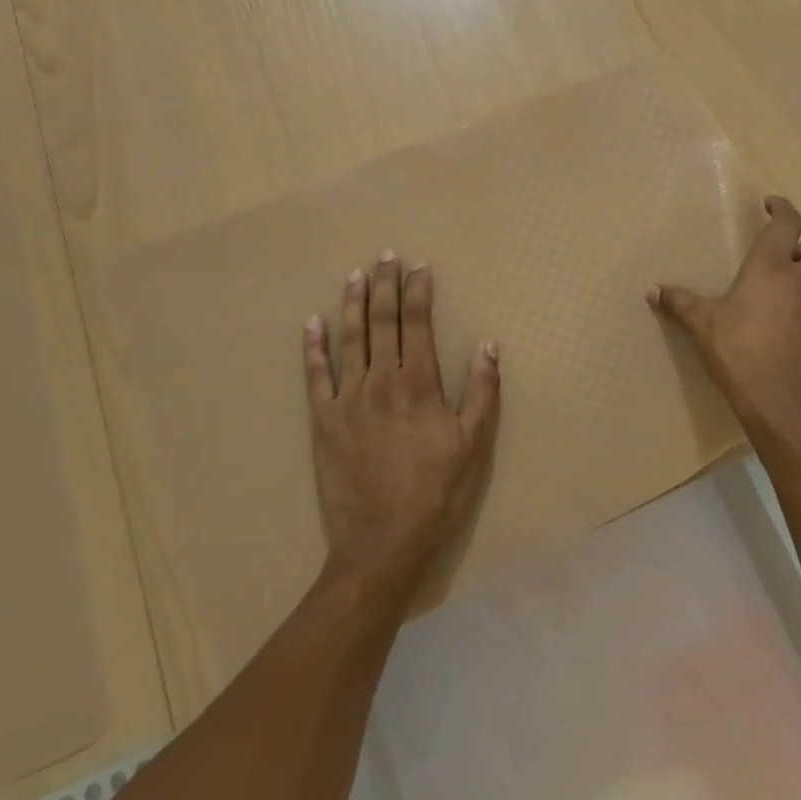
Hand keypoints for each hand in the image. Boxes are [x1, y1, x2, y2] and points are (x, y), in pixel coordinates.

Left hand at [304, 252, 500, 599]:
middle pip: (383, 322)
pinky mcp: (323, 420)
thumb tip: (488, 344)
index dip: (419, 292)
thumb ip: (483, 391)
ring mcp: (348, 399)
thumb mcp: (474, 445)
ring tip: (354, 275)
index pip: (417, 324)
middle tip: (386, 255)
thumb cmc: (436, 493)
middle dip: (386, 285)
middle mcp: (381, 381)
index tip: (420, 267)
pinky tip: (312, 323)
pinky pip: (316, 375)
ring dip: (353, 303)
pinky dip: (313, 347)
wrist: (382, 544)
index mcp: (419, 384)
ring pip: (350, 339)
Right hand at [649, 196, 800, 451]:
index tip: (772, 205)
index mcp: (771, 268)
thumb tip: (652, 291)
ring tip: (800, 288)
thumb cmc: (738, 352)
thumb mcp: (702, 325)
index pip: (789, 223)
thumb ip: (679, 303)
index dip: (783, 208)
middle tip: (789, 260)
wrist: (781, 403)